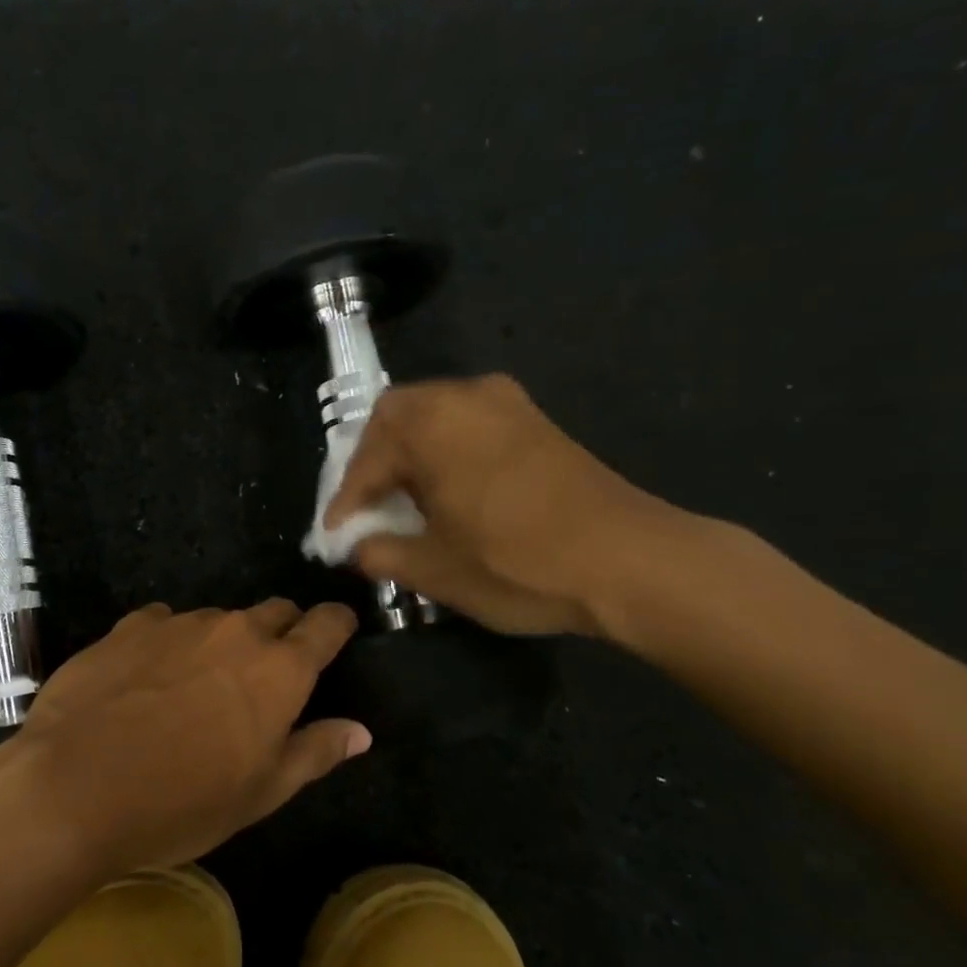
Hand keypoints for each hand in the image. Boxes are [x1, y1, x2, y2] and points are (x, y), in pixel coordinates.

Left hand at [0, 600, 367, 878]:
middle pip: (274, 612)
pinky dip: (169, 643)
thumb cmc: (180, 802)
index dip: (336, 624)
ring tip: (196, 687)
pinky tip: (146, 679)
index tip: (336, 633)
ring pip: (217, 620)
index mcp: (279, 670)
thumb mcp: (260, 792)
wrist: (73, 787)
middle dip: (281, 632)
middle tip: (264, 675)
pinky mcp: (128, 627)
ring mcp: (177, 623)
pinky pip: (164, 623)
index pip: (326, 624)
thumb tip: (360, 731)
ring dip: (220, 643)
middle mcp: (234, 631)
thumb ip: (315, 751)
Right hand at [326, 375, 681, 637]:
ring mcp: (507, 404)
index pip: (367, 459)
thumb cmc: (518, 563)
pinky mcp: (537, 422)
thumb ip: (378, 552)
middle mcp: (465, 397)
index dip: (345, 501)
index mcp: (431, 424)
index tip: (334, 535)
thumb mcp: (433, 569)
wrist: (632, 562)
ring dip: (410, 454)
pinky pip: (468, 425)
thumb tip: (355, 545)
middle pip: (396, 418)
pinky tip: (449, 491)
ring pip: (434, 417)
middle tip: (366, 505)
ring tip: (404, 500)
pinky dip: (445, 451)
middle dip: (373, 462)